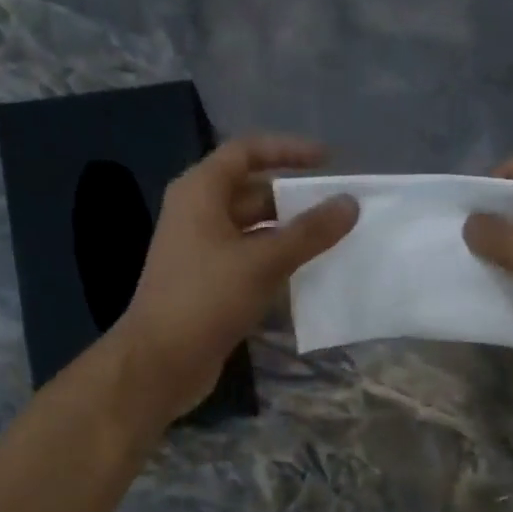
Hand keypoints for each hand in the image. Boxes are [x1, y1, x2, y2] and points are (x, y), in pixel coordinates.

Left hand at [114, 135, 357, 417]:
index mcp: (200, 192)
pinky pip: (249, 260)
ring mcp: (201, 251)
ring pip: (253, 230)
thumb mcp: (263, 261)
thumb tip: (350, 203)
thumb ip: (309, 232)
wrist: (162, 361)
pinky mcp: (209, 283)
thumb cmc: (207, 299)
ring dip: (289, 234)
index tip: (328, 161)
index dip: (288, 150)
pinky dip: (277, 261)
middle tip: (338, 208)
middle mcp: (197, 214)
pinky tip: (307, 275)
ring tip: (332, 241)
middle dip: (294, 199)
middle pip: (252, 192)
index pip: (247, 152)